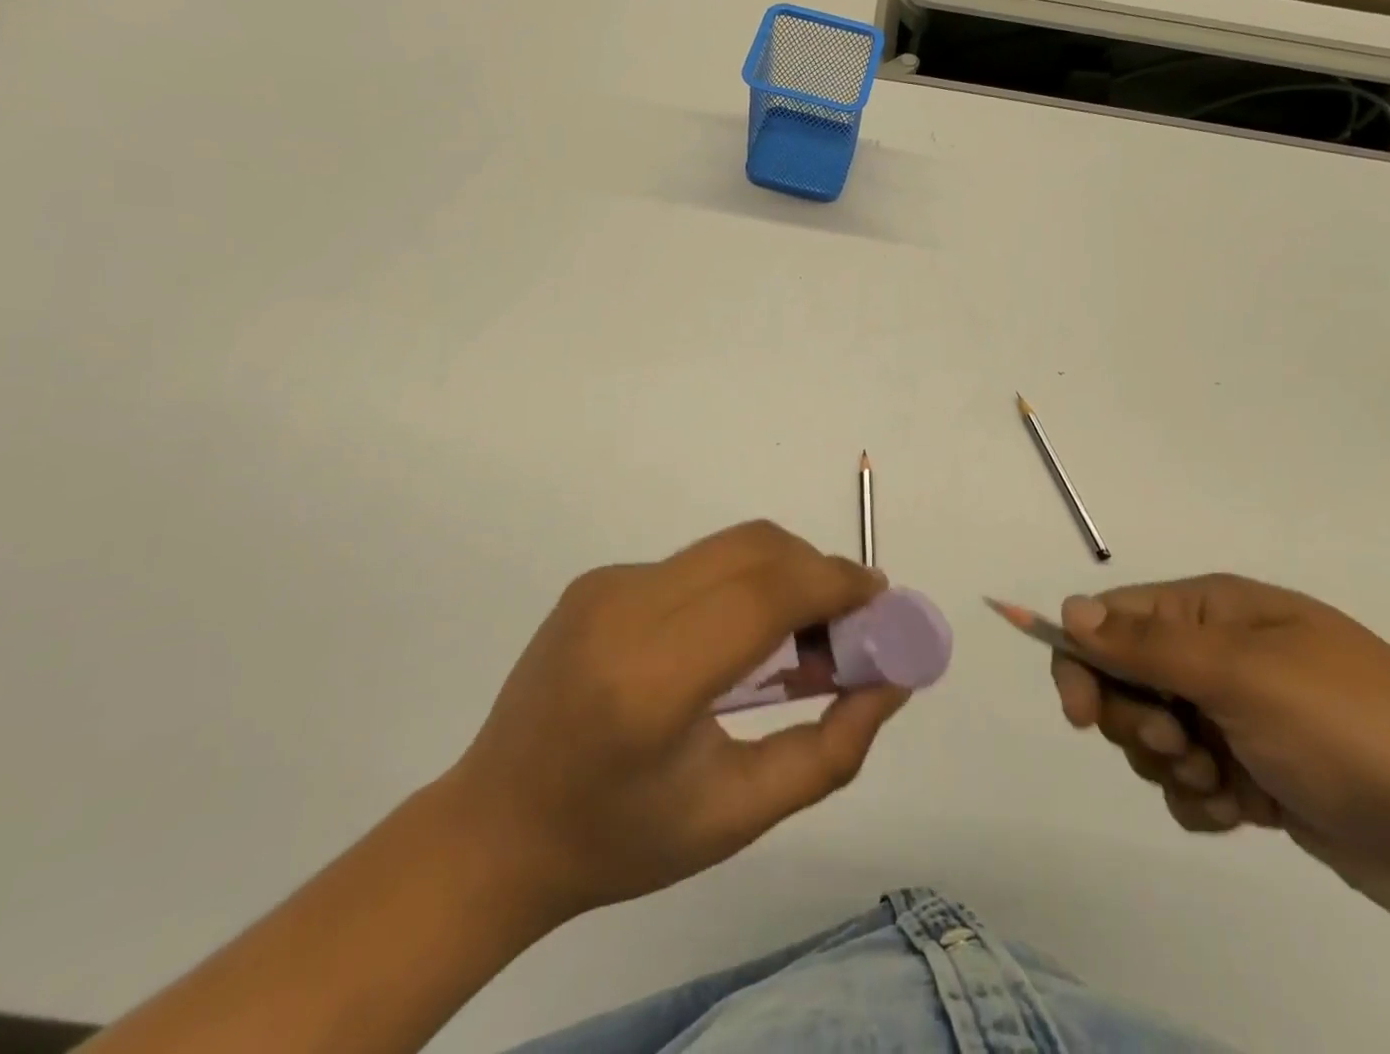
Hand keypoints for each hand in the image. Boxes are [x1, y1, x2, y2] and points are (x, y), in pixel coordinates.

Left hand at [445, 521, 907, 922]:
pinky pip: (695, 564)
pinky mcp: (598, 578)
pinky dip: (739, 584)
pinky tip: (737, 640)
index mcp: (650, 682)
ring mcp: (605, 586)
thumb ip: (829, 749)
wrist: (496, 827)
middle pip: (751, 550)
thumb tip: (893, 680)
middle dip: (817, 572)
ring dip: (782, 574)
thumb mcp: (737, 815)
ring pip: (726, 548)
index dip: (834, 584)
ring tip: (801, 636)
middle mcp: (623, 611)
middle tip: (849, 624)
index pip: (763, 596)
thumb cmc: (620, 840)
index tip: (880, 602)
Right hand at [1050, 575, 1389, 940]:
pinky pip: (1191, 785)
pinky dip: (1203, 803)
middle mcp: (1220, 656)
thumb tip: (1069, 609)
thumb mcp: (1243, 675)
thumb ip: (1147, 644)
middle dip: (1140, 722)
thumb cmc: (1356, 728)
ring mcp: (1241, 718)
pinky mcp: (1260, 777)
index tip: (1082, 714)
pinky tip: (1242, 814)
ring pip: (1155, 737)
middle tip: (1184, 746)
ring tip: (1226, 784)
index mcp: (1214, 612)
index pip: (1113, 619)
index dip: (1084, 659)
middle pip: (1126, 680)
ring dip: (1174, 767)